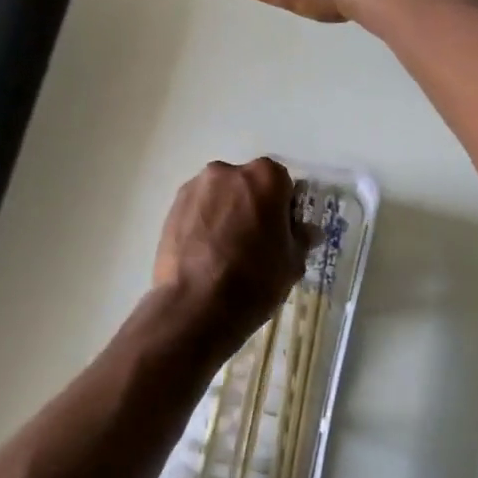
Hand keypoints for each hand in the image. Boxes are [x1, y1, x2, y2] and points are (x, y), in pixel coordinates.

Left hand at [152, 158, 309, 352]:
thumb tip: (306, 231)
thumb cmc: (254, 279)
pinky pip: (197, 211)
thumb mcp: (292, 263)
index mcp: (265, 177)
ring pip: (219, 197)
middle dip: (252, 206)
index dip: (284, 208)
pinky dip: (203, 225)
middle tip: (254, 242)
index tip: (281, 233)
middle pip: (247, 185)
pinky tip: (205, 255)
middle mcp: (227, 172)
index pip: (283, 183)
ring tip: (226, 252)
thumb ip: (301, 238)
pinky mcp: (171, 208)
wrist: (195, 306)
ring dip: (226, 214)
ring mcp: (195, 188)